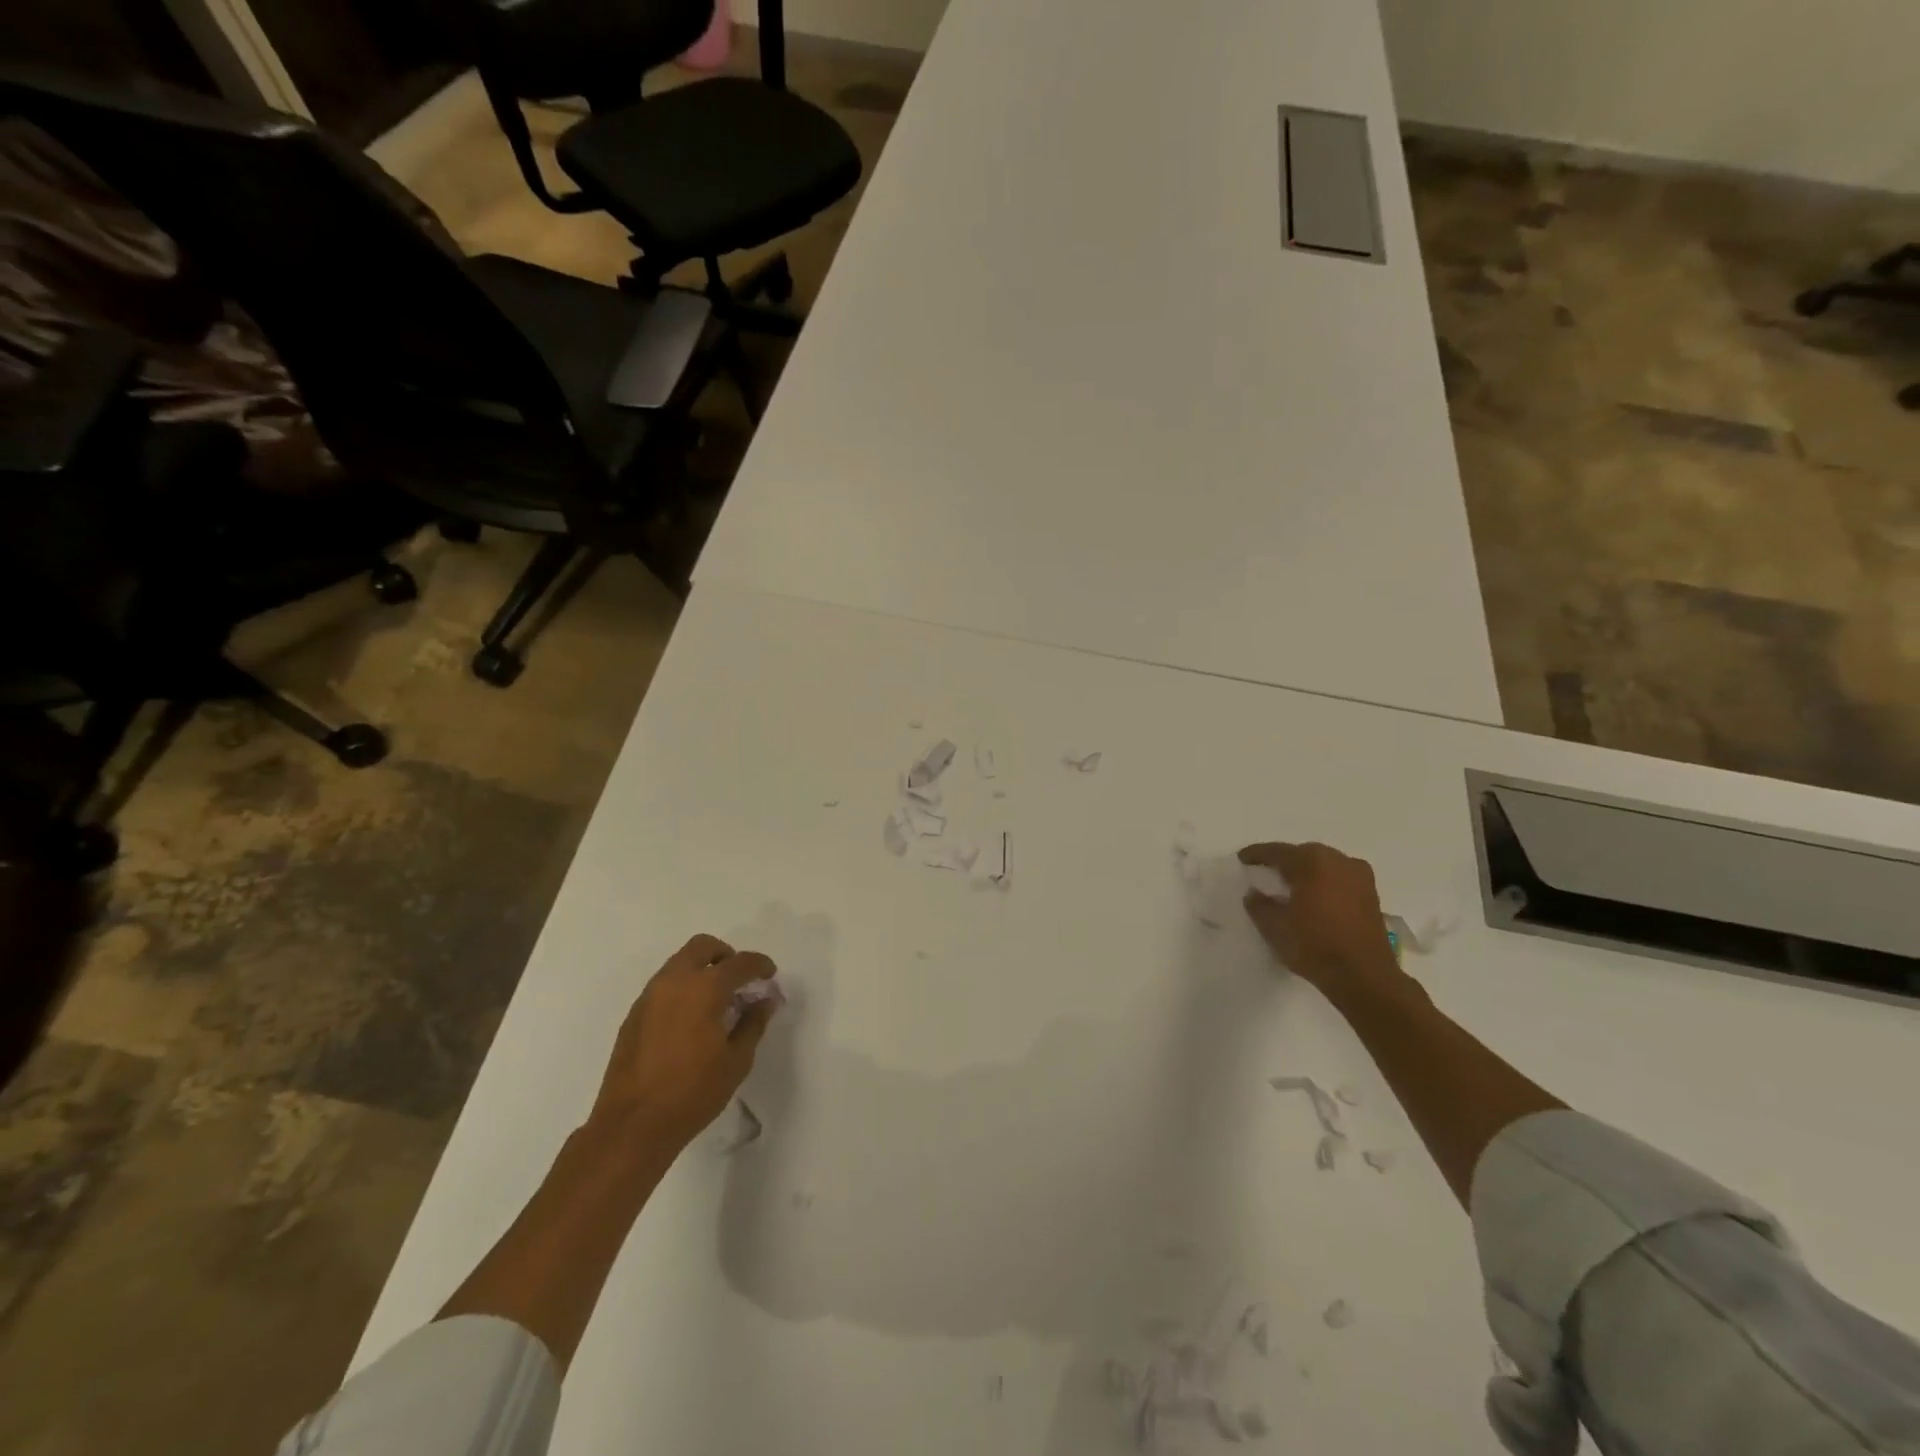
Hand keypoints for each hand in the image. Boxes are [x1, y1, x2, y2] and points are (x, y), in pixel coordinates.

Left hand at [588, 934, 779, 1149]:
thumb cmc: (693, 1093)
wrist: (632, 1126)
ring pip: (680, 963)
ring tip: (716, 1001)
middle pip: (702, 947)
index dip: (760, 965)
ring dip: (701, 970)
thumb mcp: (737, 1060)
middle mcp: (675, 982)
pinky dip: (683, 988)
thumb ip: (753, 1023)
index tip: (769, 975)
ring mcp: (650, 996)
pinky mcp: (634, 1014)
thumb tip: (765, 1000)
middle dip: (726, 956)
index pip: (740, 962)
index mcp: (705, 988)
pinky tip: (691, 1020)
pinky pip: (664, 985)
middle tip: (739, 980)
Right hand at [1238, 842, 1406, 1002]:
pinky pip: (1340, 879)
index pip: (1277, 851)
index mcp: (1312, 861)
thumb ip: (1258, 904)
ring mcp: (1359, 876)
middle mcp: (1338, 860)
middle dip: (1284, 861)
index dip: (1257, 854)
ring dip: (1306, 872)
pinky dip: (1324, 883)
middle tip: (1266, 872)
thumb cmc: (1314, 945)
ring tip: (1290, 886)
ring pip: (1324, 865)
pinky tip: (1314, 898)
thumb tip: (1254, 893)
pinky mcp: (1371, 895)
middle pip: (1303, 854)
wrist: (1365, 977)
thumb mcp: (1273, 927)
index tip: (1242, 858)